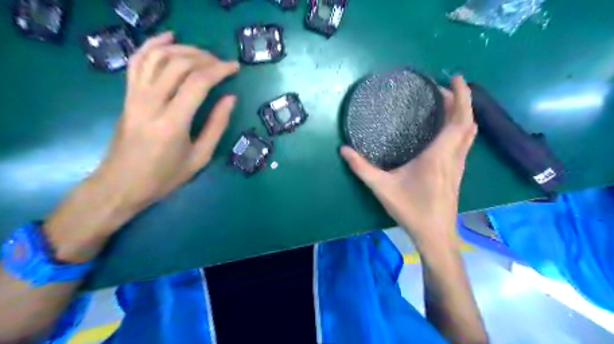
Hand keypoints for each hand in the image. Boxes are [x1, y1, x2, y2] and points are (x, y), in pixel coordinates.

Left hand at [43, 33, 237, 261]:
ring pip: (158, 57)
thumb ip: (216, 126)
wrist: (121, 184)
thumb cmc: (164, 177)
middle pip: (178, 64)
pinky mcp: (127, 95)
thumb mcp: (199, 157)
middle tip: (222, 64)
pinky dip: (153, 45)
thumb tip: (230, 98)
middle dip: (205, 58)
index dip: (219, 70)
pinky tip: (169, 39)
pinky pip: (138, 61)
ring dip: (184, 50)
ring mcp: (135, 96)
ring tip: (203, 54)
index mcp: (173, 123)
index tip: (235, 67)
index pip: (198, 83)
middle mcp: (151, 103)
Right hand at [341, 76, 473, 248]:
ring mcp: (459, 165)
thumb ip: (361, 168)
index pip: (458, 120)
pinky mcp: (457, 173)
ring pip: (469, 133)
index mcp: (438, 156)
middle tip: (442, 89)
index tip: (455, 78)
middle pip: (467, 122)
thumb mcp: (382, 188)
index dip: (461, 96)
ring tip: (446, 103)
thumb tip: (343, 149)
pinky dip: (460, 128)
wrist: (435, 235)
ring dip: (462, 114)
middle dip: (461, 100)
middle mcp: (453, 157)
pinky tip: (446, 130)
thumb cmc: (411, 210)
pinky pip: (464, 143)